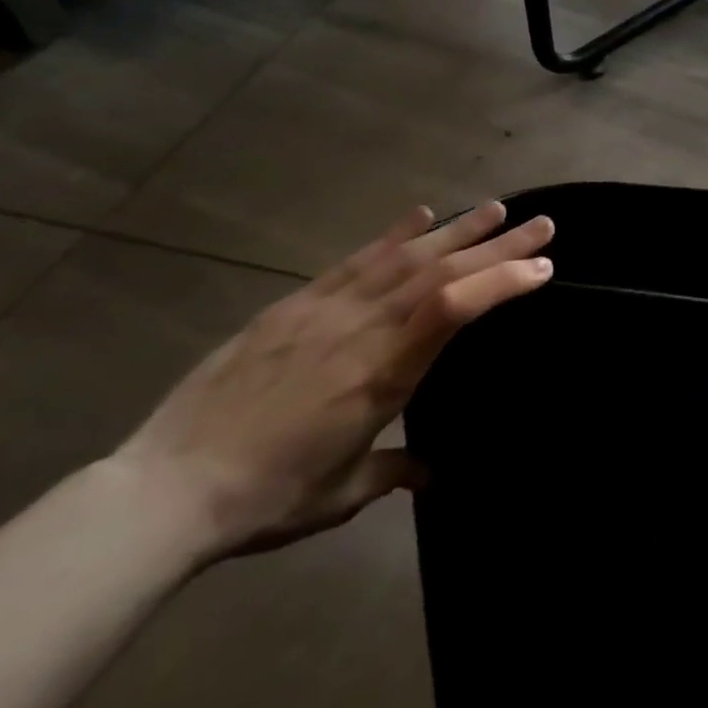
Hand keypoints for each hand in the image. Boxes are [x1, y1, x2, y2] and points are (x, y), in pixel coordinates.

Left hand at [113, 204, 552, 561]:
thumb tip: (431, 471)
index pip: (455, 308)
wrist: (164, 489)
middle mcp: (363, 328)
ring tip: (497, 208)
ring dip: (458, 229)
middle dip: (499, 245)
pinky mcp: (295, 304)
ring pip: (406, 257)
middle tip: (543, 224)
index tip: (543, 267)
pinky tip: (421, 214)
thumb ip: (395, 470)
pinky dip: (393, 234)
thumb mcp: (342, 494)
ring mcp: (328, 309)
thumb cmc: (265, 498)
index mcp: (383, 373)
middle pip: (442, 271)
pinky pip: (355, 259)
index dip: (502, 280)